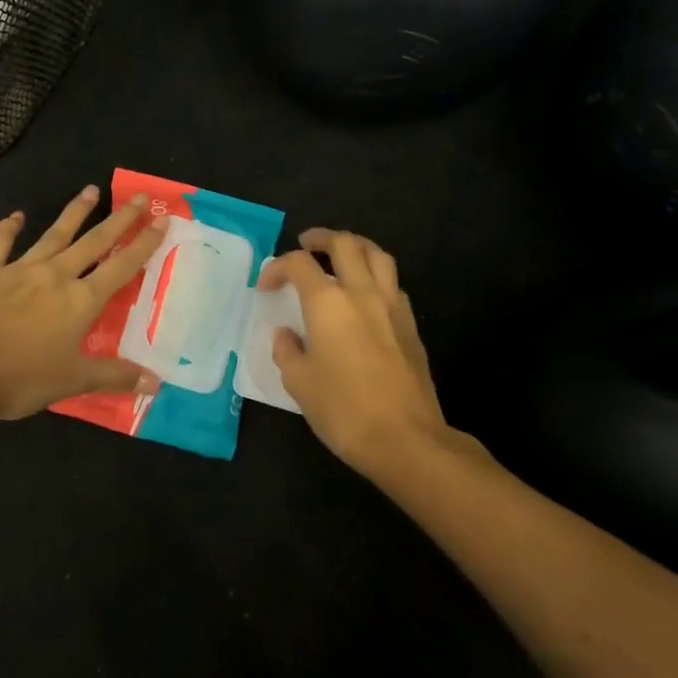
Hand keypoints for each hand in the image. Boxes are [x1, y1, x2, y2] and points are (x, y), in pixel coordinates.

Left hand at [0, 186, 168, 419]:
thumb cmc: (21, 377)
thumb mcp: (73, 382)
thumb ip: (115, 377)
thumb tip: (157, 383)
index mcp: (81, 301)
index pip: (121, 267)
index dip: (144, 245)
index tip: (162, 221)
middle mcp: (56, 276)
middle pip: (94, 242)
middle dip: (119, 220)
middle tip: (138, 197)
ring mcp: (19, 269)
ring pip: (53, 235)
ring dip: (73, 213)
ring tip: (90, 190)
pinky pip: (0, 244)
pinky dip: (8, 228)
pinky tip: (15, 216)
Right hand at [259, 229, 451, 474]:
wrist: (406, 438)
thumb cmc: (343, 410)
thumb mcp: (299, 383)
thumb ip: (287, 351)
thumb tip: (286, 335)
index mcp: (328, 303)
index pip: (299, 264)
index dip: (276, 268)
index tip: (266, 288)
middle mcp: (362, 293)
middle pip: (344, 244)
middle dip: (320, 238)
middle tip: (305, 245)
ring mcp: (392, 306)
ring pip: (378, 255)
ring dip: (355, 247)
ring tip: (340, 256)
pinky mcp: (411, 325)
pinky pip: (393, 283)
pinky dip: (375, 276)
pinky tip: (366, 296)